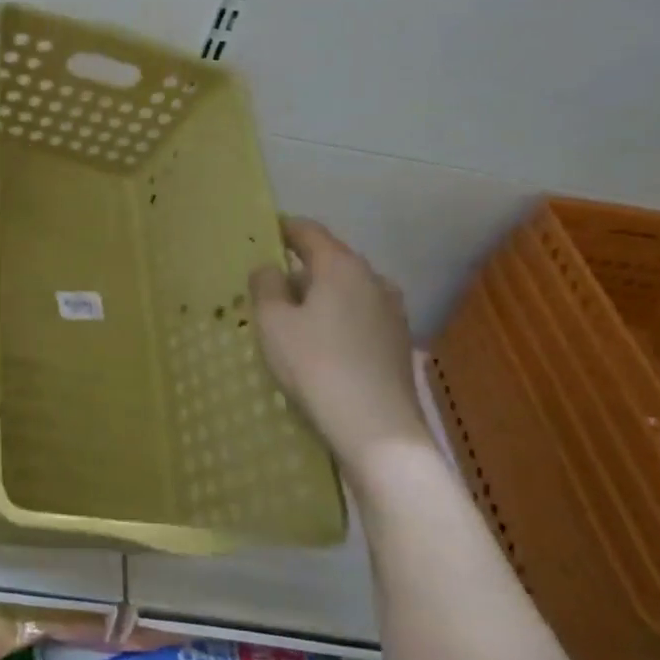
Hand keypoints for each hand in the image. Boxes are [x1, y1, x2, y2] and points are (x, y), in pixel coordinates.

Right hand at [249, 217, 429, 473]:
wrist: (378, 431)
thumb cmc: (316, 366)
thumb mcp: (273, 323)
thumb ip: (266, 286)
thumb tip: (270, 268)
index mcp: (341, 266)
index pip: (308, 231)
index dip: (282, 228)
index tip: (261, 233)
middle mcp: (373, 280)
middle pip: (330, 261)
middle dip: (298, 268)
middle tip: (267, 286)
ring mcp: (392, 312)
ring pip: (346, 291)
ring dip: (319, 296)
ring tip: (291, 319)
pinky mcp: (398, 343)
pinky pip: (359, 316)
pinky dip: (336, 319)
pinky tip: (320, 345)